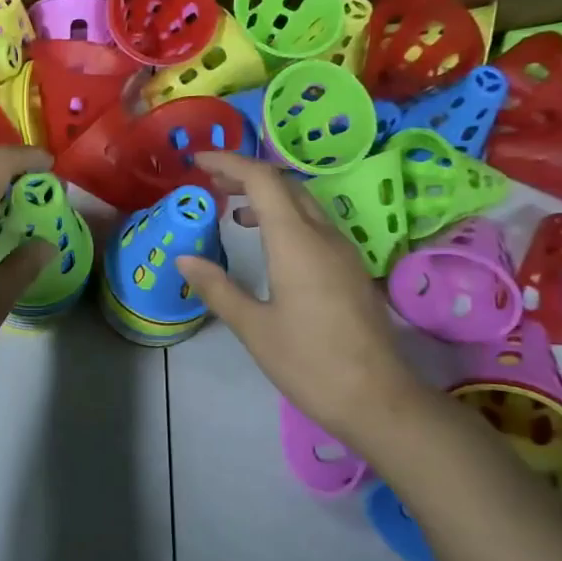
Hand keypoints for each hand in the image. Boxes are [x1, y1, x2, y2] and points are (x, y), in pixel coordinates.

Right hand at [175, 150, 429, 435]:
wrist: (377, 399)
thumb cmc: (308, 362)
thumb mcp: (252, 327)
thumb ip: (217, 287)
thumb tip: (184, 258)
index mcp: (296, 242)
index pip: (263, 180)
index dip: (229, 162)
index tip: (197, 161)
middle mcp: (323, 236)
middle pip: (286, 184)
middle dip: (246, 174)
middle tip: (210, 182)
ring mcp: (343, 251)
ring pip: (303, 203)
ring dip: (267, 196)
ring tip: (233, 209)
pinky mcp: (350, 269)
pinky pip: (314, 224)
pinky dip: (284, 217)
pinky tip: (267, 243)